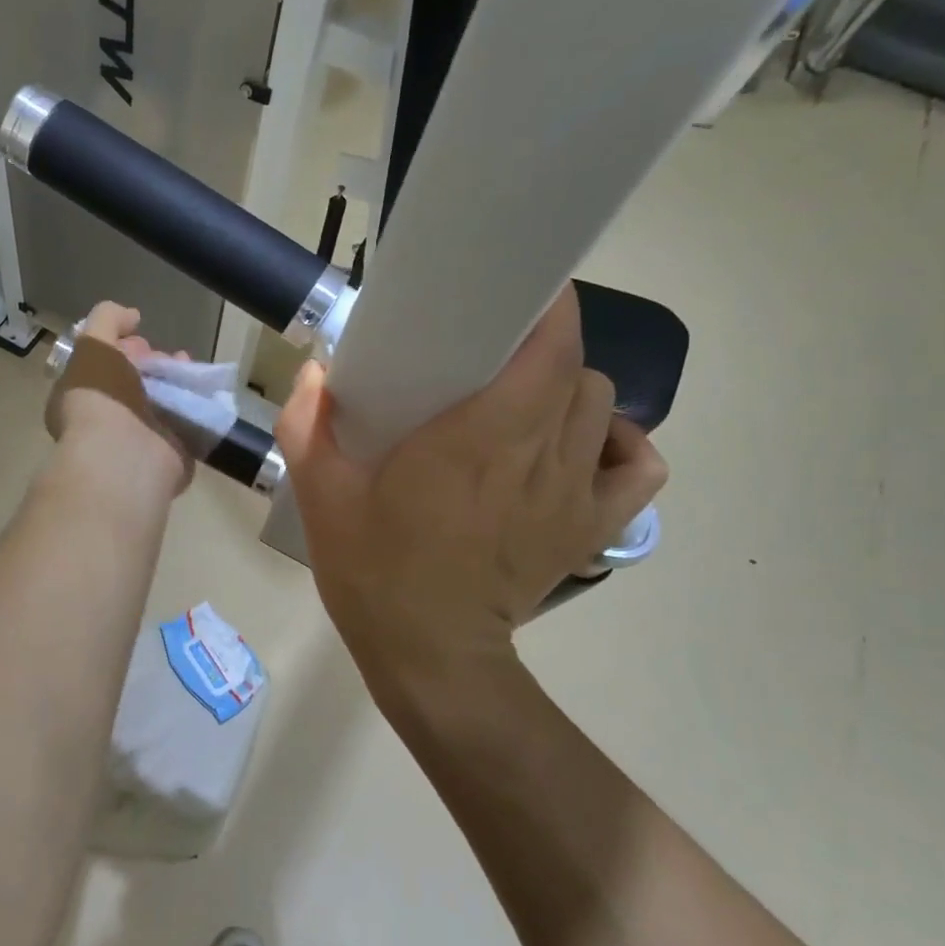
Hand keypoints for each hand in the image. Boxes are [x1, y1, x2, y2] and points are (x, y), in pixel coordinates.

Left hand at [45, 302, 193, 495]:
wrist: (125, 453)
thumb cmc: (100, 397)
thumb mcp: (92, 344)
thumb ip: (107, 319)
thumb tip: (132, 316)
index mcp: (80, 397)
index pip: (102, 366)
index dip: (121, 346)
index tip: (139, 337)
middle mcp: (107, 420)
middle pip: (135, 382)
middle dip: (153, 362)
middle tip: (168, 356)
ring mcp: (138, 440)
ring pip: (162, 402)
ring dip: (176, 381)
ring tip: (188, 368)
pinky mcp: (169, 454)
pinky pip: (185, 423)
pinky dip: (195, 405)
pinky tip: (200, 390)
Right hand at [276, 285, 666, 689]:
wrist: (428, 655)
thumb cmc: (374, 570)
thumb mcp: (320, 495)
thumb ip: (307, 424)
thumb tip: (317, 370)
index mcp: (480, 437)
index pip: (549, 343)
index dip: (544, 304)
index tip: (510, 290)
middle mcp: (542, 455)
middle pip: (575, 368)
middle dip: (540, 346)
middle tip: (491, 354)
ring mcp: (576, 494)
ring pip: (602, 407)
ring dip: (567, 390)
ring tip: (522, 400)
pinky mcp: (592, 529)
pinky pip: (637, 467)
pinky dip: (617, 444)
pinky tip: (576, 446)